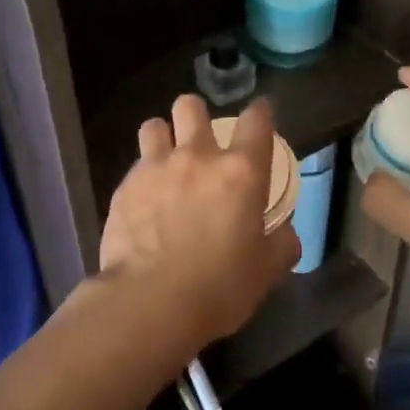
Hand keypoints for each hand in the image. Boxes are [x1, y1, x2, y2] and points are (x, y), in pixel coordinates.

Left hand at [100, 94, 300, 346]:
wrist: (150, 302)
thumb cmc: (219, 287)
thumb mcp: (266, 271)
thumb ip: (281, 244)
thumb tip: (285, 233)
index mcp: (241, 172)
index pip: (256, 121)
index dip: (260, 112)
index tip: (260, 114)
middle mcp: (197, 157)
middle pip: (191, 107)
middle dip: (196, 115)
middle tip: (200, 139)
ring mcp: (155, 168)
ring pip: (154, 126)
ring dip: (162, 136)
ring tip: (164, 159)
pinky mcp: (124, 187)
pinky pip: (135, 166)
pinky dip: (142, 176)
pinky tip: (143, 200)